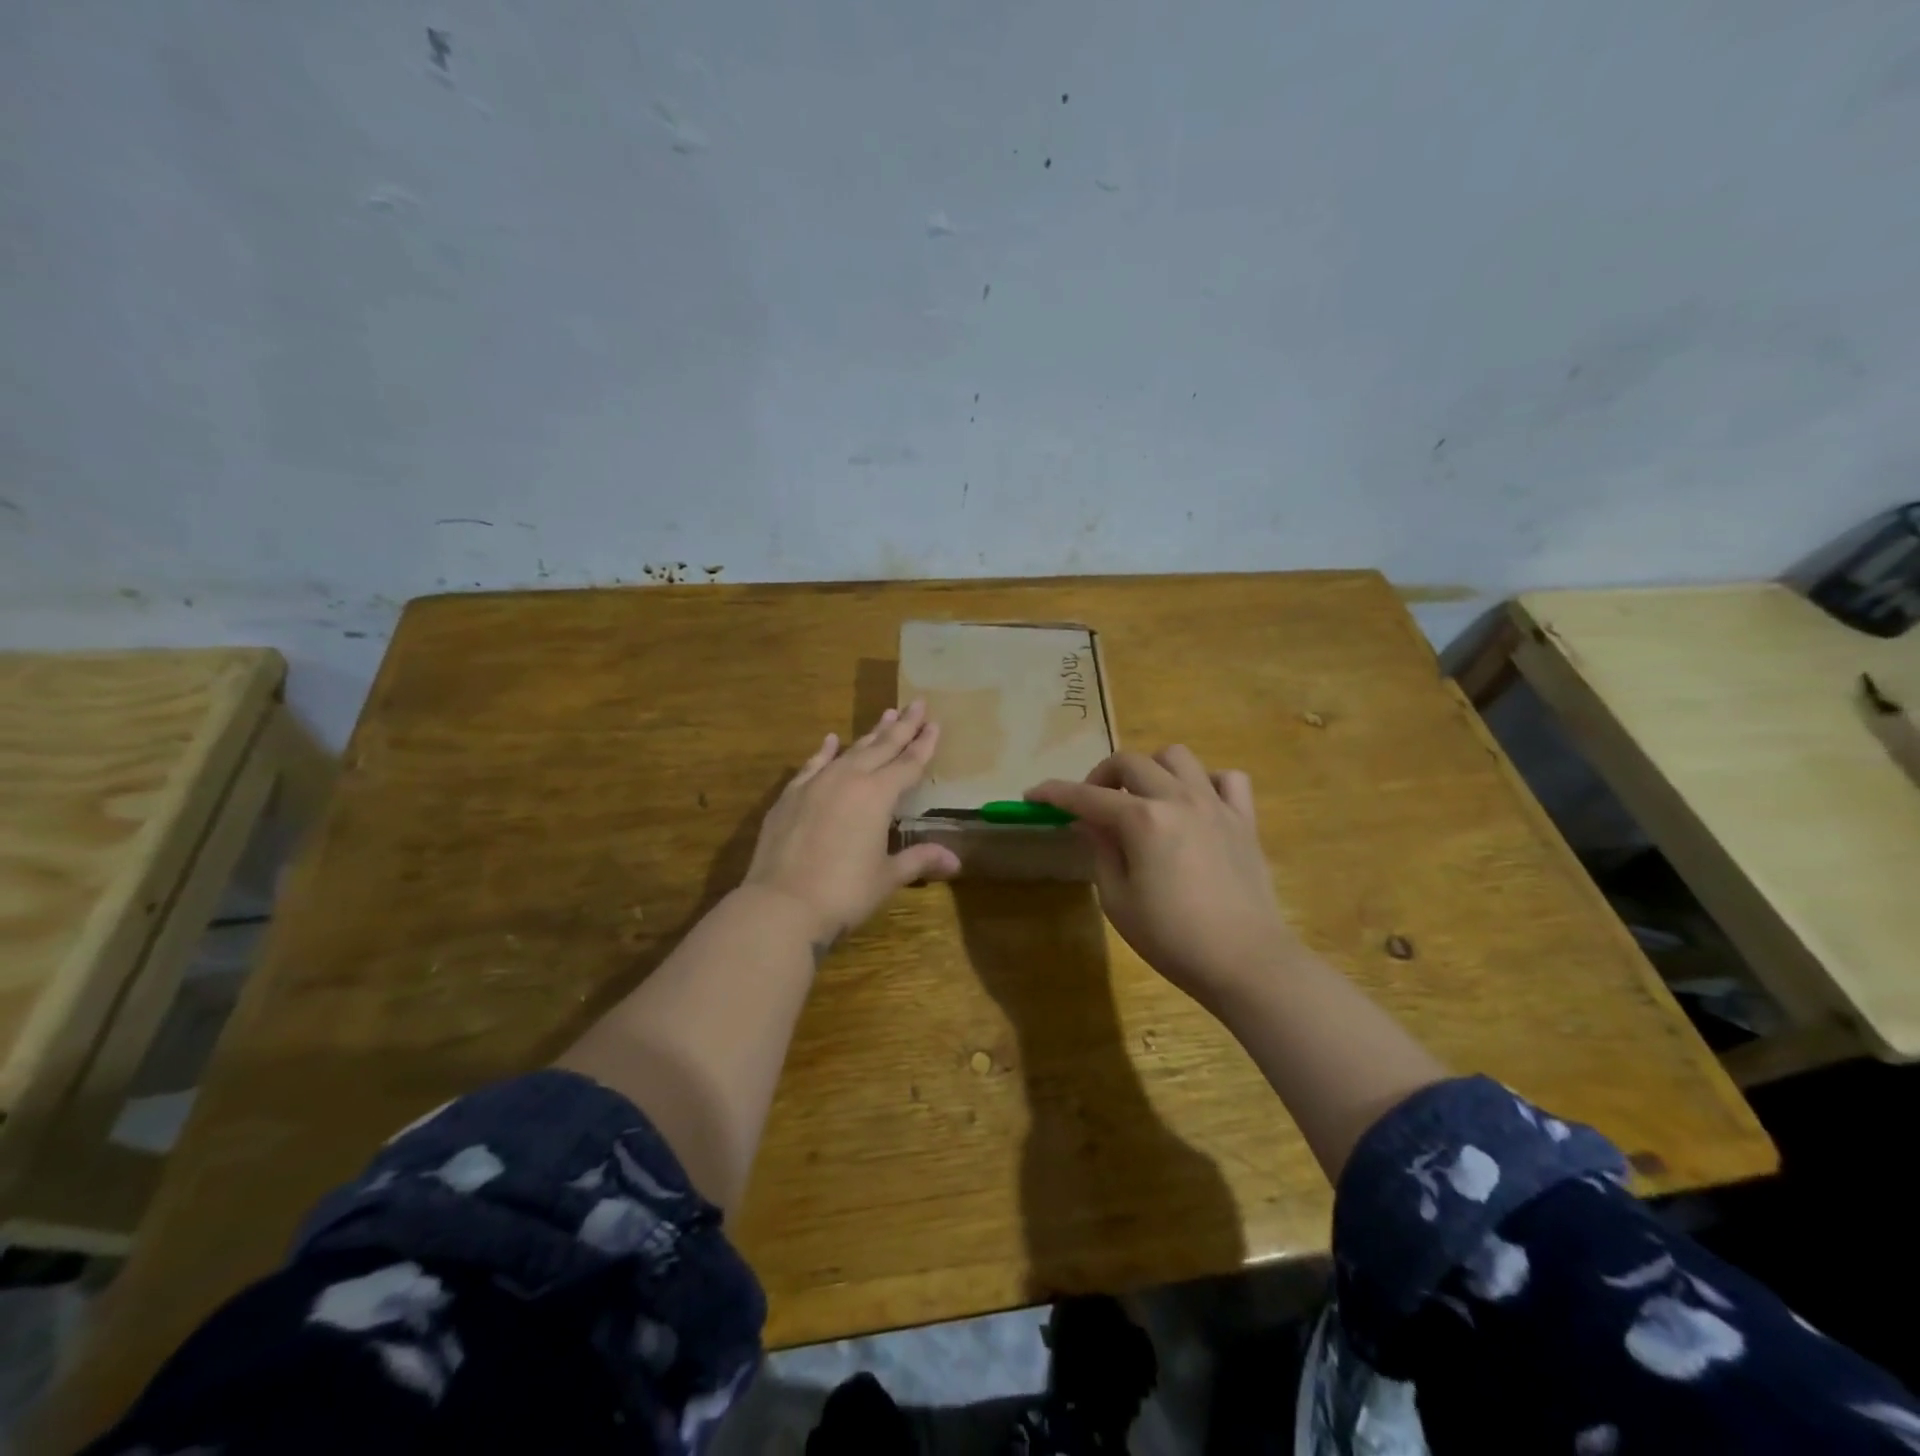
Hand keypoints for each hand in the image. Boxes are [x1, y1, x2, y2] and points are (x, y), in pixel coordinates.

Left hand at [742, 700, 960, 948]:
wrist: (781, 904)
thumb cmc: (844, 892)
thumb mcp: (887, 877)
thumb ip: (919, 860)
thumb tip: (955, 862)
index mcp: (878, 795)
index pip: (908, 764)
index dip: (924, 745)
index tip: (935, 723)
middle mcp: (849, 779)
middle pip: (882, 747)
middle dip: (902, 726)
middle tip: (917, 704)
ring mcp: (816, 784)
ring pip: (850, 751)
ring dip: (870, 734)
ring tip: (886, 714)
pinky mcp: (791, 796)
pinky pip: (814, 764)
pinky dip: (825, 751)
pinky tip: (832, 740)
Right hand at [1027, 747, 1301, 1007]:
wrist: (1246, 961)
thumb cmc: (1172, 939)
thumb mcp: (1118, 901)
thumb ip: (1101, 852)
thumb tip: (1090, 823)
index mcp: (1142, 820)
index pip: (1087, 796)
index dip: (1054, 793)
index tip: (1033, 794)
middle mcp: (1178, 799)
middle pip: (1131, 762)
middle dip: (1101, 776)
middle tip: (1092, 805)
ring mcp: (1216, 805)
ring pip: (1178, 757)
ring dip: (1152, 770)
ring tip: (1144, 798)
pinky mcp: (1244, 820)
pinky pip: (1227, 779)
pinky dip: (1205, 783)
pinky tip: (1195, 806)